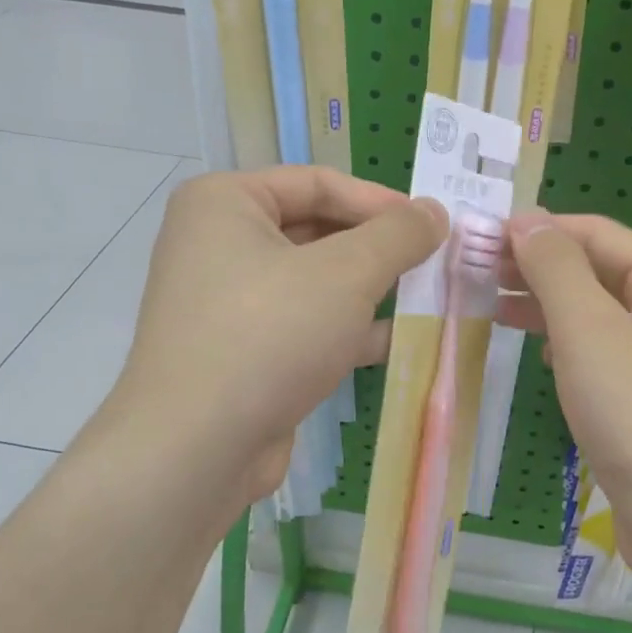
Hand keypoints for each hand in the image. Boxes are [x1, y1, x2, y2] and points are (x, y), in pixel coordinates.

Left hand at [98, 166, 445, 509]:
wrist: (197, 449)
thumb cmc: (269, 336)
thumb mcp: (346, 273)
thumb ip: (397, 235)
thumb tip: (434, 212)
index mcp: (225, 203)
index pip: (318, 183)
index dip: (380, 201)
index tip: (432, 226)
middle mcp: (219, 244)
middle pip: (317, 231)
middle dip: (377, 251)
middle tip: (433, 264)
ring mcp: (228, 303)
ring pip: (315, 283)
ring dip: (370, 292)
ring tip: (426, 301)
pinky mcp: (243, 352)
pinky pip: (304, 325)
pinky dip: (347, 330)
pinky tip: (397, 342)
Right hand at [501, 209, 631, 589]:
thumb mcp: (589, 330)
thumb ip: (555, 267)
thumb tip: (525, 218)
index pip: (592, 232)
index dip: (535, 229)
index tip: (475, 239)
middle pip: (593, 267)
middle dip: (535, 266)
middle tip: (472, 272)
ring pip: (592, 309)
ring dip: (543, 303)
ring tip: (487, 304)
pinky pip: (598, 348)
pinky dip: (562, 341)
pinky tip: (534, 350)